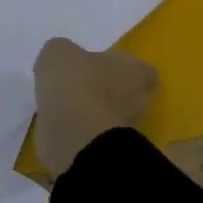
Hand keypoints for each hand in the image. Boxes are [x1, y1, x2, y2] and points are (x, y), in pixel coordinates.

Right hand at [32, 37, 156, 175]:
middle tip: (82, 83)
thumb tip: (64, 61)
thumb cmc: (74, 81)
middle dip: (108, 89)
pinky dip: (80, 128)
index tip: (103, 66)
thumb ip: (64, 52)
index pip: (143, 70)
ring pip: (110, 114)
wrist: (72, 133)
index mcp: (134, 70)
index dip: (125, 68)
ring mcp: (124, 129)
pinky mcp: (107, 151)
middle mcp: (138, 100)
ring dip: (93, 110)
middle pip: (129, 93)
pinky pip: (94, 133)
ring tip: (67, 103)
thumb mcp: (59, 51)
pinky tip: (60, 120)